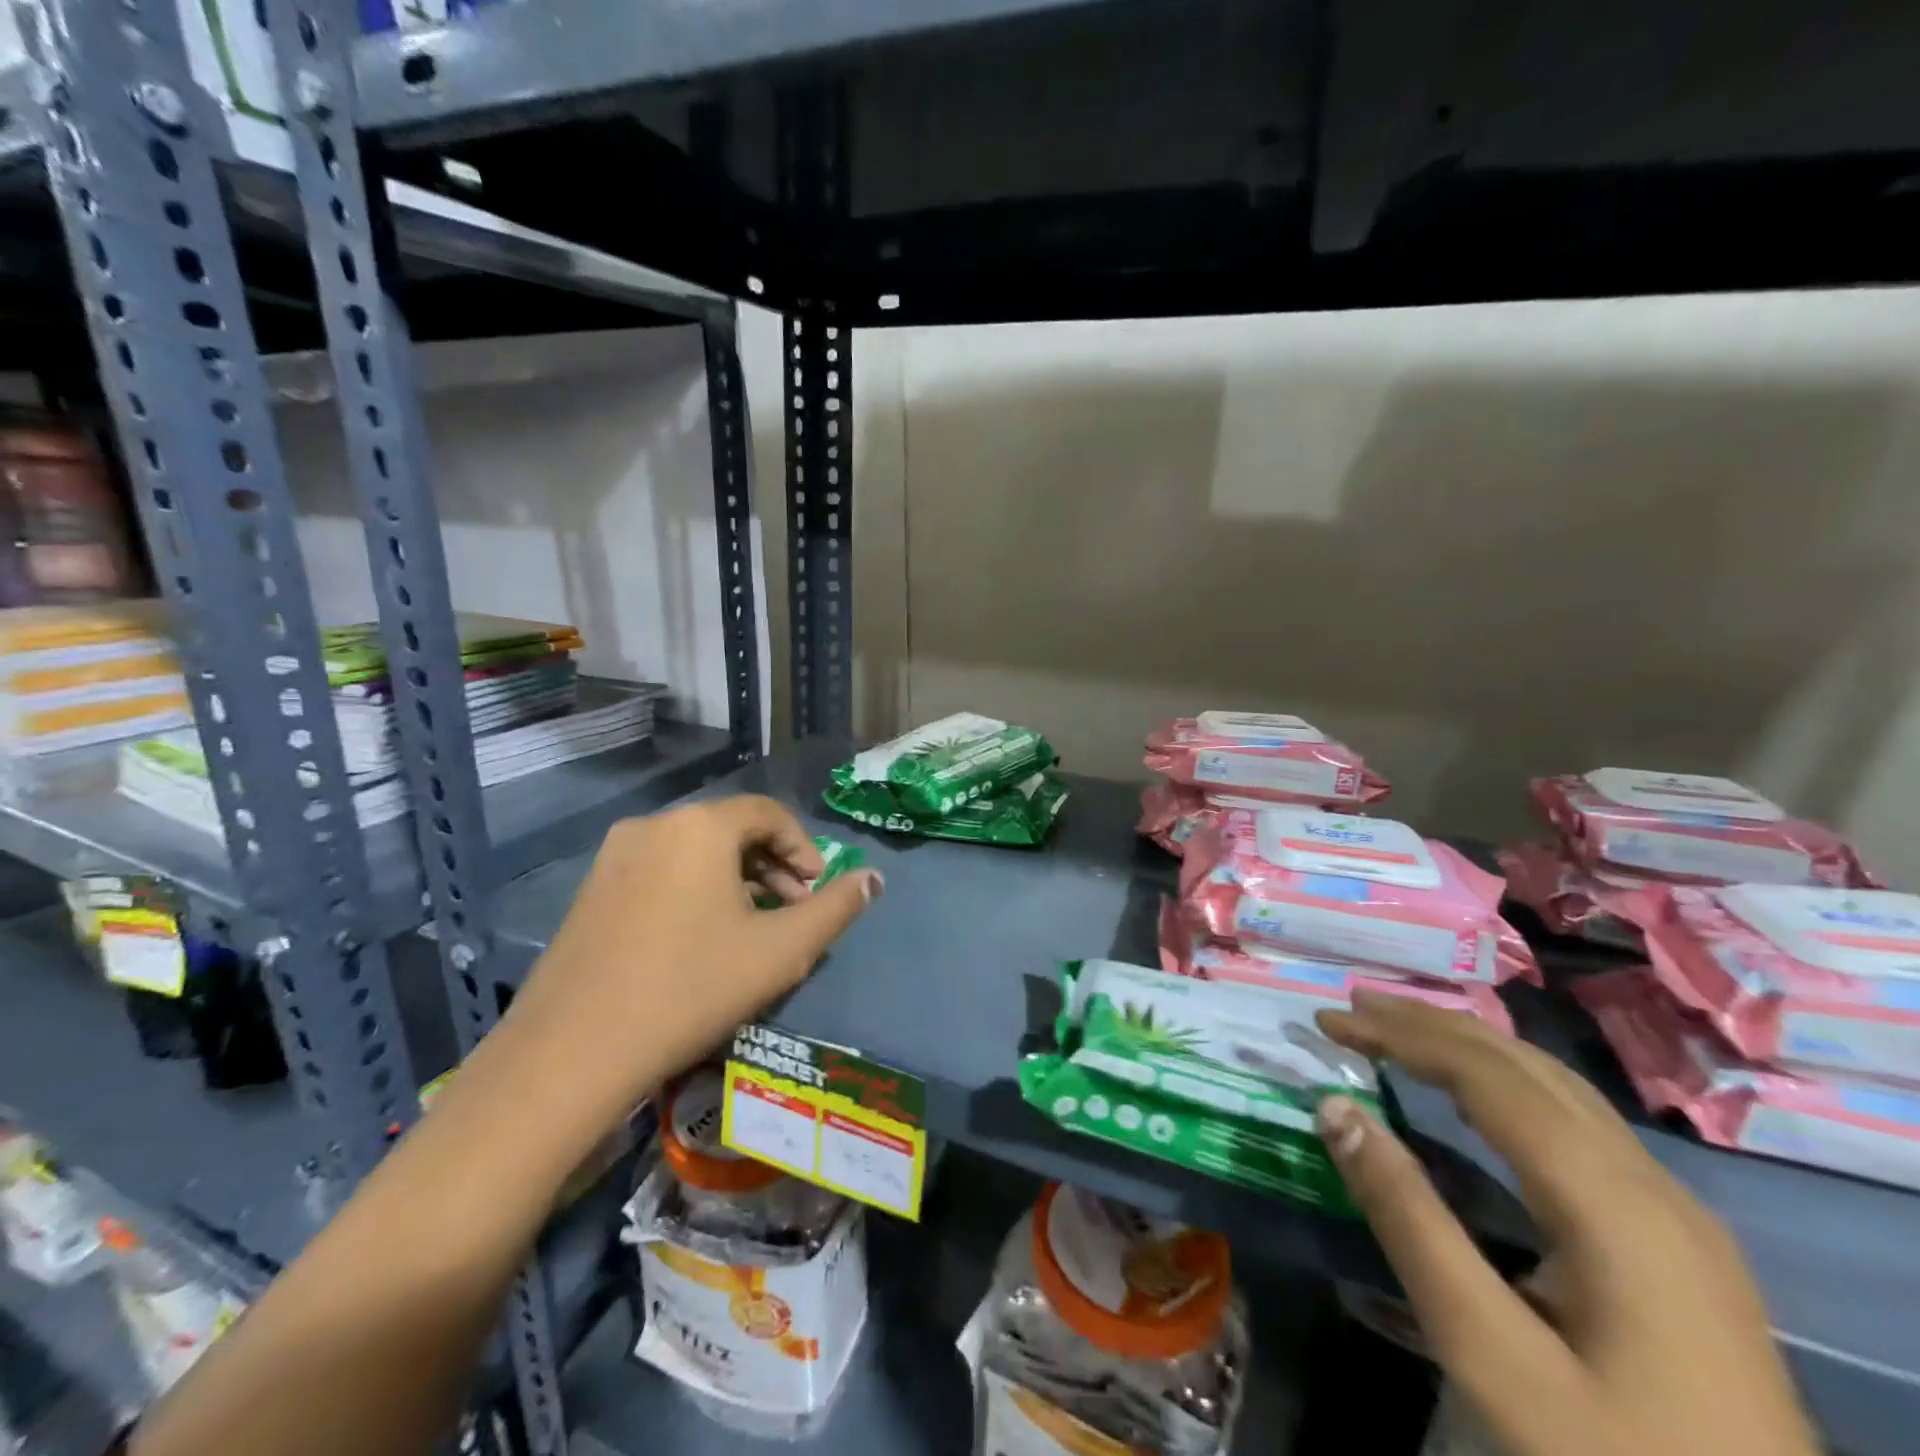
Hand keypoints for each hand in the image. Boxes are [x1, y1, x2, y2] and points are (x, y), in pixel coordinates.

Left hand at [491, 795, 881, 1146]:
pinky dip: (694, 891)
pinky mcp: (589, 891)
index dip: (803, 848)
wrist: (571, 1053)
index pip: (768, 813)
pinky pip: (659, 872)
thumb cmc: (692, 988)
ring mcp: (613, 857)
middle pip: (730, 830)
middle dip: (772, 866)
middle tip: (792, 912)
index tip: (817, 890)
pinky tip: (699, 940)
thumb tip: (874, 878)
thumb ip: (835, 909)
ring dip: (735, 880)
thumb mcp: (781, 951)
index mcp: (700, 827)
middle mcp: (654, 826)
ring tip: (751, 929)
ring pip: (694, 852)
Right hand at [1313, 992, 1817, 1455]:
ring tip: (1400, 1030)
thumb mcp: (1489, 1352)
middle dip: (1431, 1024)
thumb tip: (1335, 1108)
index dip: (1400, 1034)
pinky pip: (1578, 1118)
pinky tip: (1478, 1095)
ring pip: (1558, 1085)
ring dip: (1470, 1045)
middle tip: (1353, 1006)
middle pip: (1525, 1065)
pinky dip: (1507, 1079)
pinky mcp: (1678, 1237)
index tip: (1329, 1020)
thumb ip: (1409, 1221)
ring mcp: (1675, 1210)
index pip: (1486, 1074)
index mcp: (1609, 1200)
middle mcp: (1650, 1183)